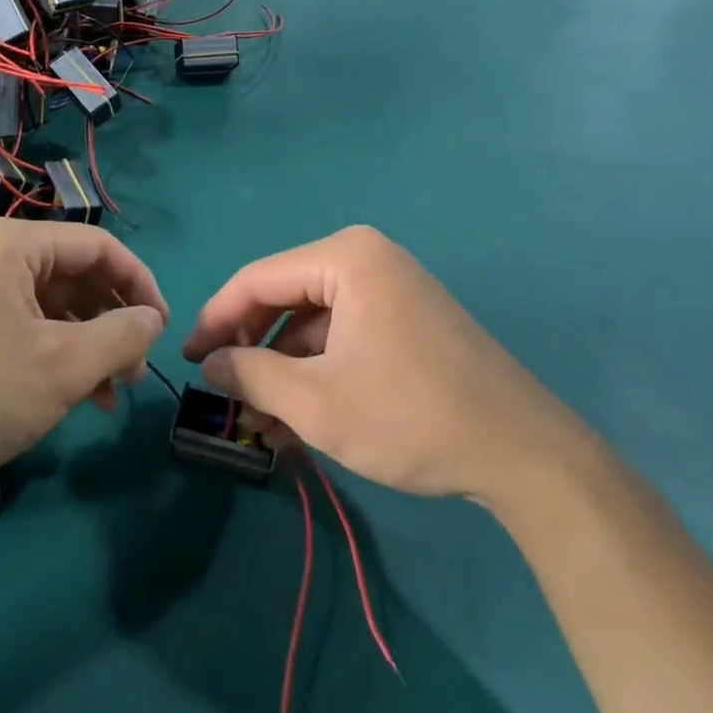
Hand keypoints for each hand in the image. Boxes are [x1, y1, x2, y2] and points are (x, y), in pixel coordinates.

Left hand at [0, 219, 166, 495]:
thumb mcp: (63, 365)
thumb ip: (121, 335)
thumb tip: (153, 320)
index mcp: (14, 245)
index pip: (99, 246)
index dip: (139, 283)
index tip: (163, 328)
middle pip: (77, 276)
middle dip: (114, 320)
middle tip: (137, 369)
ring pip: (55, 307)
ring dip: (91, 344)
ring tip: (113, 390)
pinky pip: (29, 329)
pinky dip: (60, 357)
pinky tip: (80, 397)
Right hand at [182, 226, 591, 511]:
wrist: (525, 454)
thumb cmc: (411, 417)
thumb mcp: (316, 403)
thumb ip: (250, 376)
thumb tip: (208, 364)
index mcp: (345, 258)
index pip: (257, 279)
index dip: (215, 319)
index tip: (187, 359)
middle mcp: (367, 258)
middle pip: (284, 297)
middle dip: (251, 349)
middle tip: (223, 393)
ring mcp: (391, 287)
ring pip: (312, 322)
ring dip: (282, 368)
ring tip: (259, 420)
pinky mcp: (406, 318)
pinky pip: (343, 335)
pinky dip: (316, 371)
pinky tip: (297, 416)